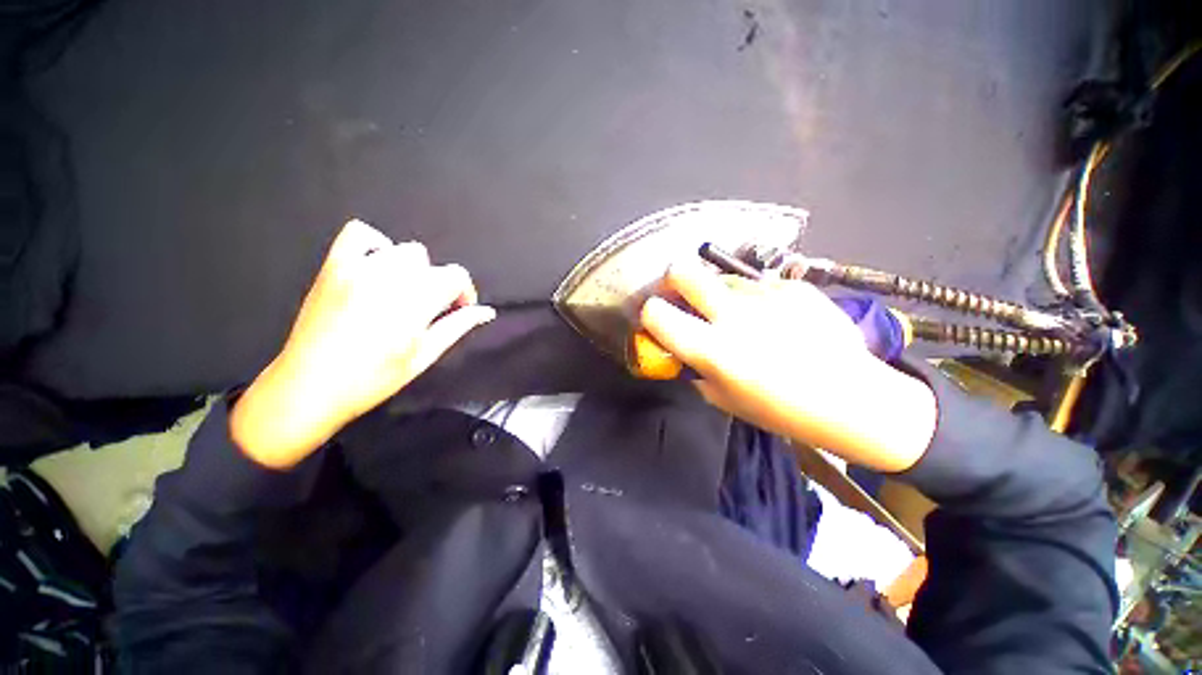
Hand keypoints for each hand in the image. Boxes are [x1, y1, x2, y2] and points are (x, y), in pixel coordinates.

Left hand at [231, 220, 495, 467]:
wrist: (309, 387)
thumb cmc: (373, 379)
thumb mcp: (424, 356)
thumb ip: (458, 326)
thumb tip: (487, 312)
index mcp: (415, 301)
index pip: (456, 276)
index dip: (464, 293)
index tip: (458, 312)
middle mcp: (389, 277)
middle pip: (432, 265)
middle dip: (439, 285)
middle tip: (428, 311)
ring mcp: (358, 268)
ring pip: (404, 251)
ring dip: (413, 270)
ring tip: (403, 295)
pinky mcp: (333, 266)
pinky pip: (360, 234)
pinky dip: (377, 245)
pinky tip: (378, 269)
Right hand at [640, 262, 936, 472]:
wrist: (852, 399)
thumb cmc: (780, 410)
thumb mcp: (723, 399)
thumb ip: (693, 368)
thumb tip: (678, 349)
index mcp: (712, 349)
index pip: (656, 312)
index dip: (651, 314)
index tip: (658, 319)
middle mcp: (733, 314)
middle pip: (682, 271)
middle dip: (673, 281)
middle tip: (683, 296)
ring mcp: (766, 295)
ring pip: (722, 278)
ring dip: (719, 293)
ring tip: (740, 316)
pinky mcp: (794, 286)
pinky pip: (758, 285)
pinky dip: (755, 298)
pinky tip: (775, 318)